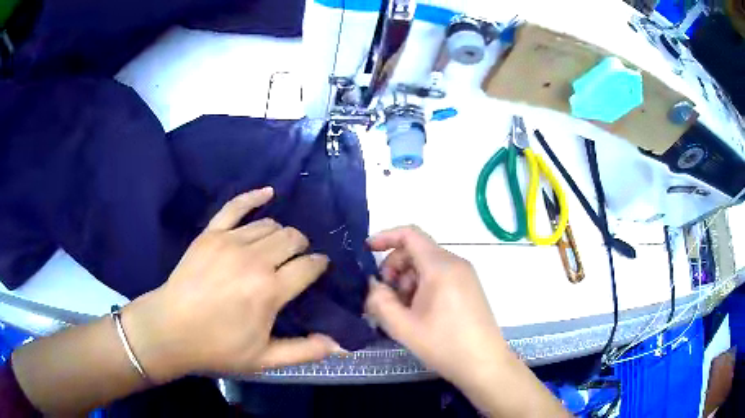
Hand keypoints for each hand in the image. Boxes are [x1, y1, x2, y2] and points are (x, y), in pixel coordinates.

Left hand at [122, 187, 340, 382]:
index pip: (309, 266)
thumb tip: (340, 346)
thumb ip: (304, 352)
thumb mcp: (264, 360)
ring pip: (270, 224)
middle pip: (292, 238)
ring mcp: (230, 241)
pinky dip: (254, 196)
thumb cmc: (218, 347)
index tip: (319, 270)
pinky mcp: (211, 233)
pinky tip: (267, 193)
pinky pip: (236, 205)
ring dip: (281, 234)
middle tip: (296, 262)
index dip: (319, 266)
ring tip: (278, 247)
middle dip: (302, 248)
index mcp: (270, 290)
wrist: (171, 329)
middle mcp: (254, 259)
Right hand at [365, 226, 508, 389]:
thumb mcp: (403, 327)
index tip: (366, 251)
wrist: (484, 364)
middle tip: (385, 296)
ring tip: (402, 310)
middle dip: (394, 267)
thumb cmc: (444, 345)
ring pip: (427, 265)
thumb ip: (380, 301)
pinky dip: (422, 286)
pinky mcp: (469, 287)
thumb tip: (373, 285)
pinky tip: (418, 312)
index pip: (410, 234)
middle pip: (417, 250)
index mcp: (441, 266)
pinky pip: (439, 275)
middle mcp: (455, 263)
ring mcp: (465, 275)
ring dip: (407, 280)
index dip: (385, 237)